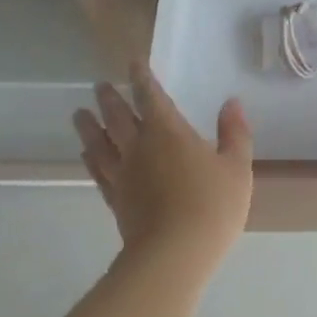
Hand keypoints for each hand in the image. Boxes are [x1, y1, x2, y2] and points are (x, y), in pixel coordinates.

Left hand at [74, 63, 253, 265]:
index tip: (133, 62)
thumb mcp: (237, 166)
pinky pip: (98, 171)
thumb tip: (231, 103)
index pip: (151, 97)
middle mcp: (140, 147)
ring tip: (79, 114)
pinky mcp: (115, 199)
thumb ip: (234, 132)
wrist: (175, 253)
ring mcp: (123, 174)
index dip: (142, 78)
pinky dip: (91, 158)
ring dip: (89, 126)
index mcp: (169, 132)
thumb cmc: (212, 205)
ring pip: (100, 143)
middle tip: (99, 85)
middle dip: (110, 98)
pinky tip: (87, 154)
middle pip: (118, 116)